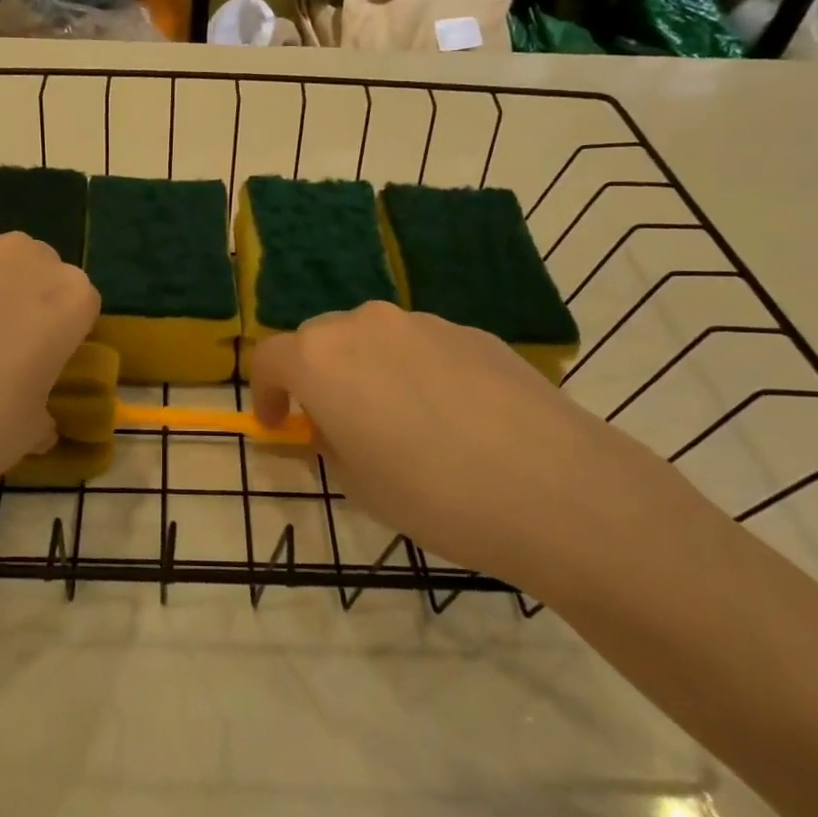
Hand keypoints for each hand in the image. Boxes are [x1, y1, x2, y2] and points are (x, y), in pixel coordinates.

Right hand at [250, 303, 703, 595]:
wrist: (553, 487)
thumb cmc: (432, 494)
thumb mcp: (358, 484)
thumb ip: (328, 443)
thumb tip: (331, 426)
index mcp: (320, 358)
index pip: (268, 358)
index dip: (264, 392)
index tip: (278, 424)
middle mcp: (365, 324)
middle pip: (320, 339)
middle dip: (316, 377)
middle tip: (337, 424)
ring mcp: (423, 322)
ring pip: (375, 339)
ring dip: (368, 371)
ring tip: (402, 424)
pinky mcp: (472, 332)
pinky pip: (424, 347)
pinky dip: (417, 372)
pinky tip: (454, 419)